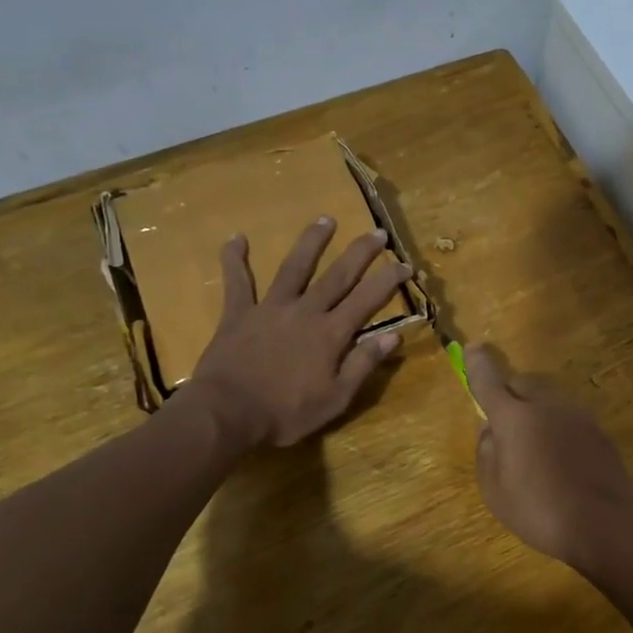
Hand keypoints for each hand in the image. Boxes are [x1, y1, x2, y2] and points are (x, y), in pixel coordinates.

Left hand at [190, 217, 410, 448]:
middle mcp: (305, 311)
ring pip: (294, 267)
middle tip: (377, 232)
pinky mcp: (238, 314)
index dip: (388, 280)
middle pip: (337, 275)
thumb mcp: (335, 398)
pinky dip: (235, 259)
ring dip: (311, 242)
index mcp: (331, 334)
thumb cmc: (286, 412)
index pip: (367, 300)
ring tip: (325, 219)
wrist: (227, 413)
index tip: (405, 263)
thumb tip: (393, 336)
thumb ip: (363, 364)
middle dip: (360, 252)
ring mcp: (270, 308)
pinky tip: (236, 238)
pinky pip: (237, 282)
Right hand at [464, 346, 632, 574]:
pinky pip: (567, 418)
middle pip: (522, 384)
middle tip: (503, 427)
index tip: (472, 348)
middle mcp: (546, 404)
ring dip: (535, 411)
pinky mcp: (598, 430)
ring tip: (533, 449)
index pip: (489, 381)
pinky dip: (557, 428)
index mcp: (514, 417)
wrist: (607, 524)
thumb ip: (487, 452)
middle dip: (509, 395)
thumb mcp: (495, 490)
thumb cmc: (540, 509)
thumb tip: (490, 429)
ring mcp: (577, 415)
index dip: (478, 365)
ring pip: (547, 399)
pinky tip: (560, 460)